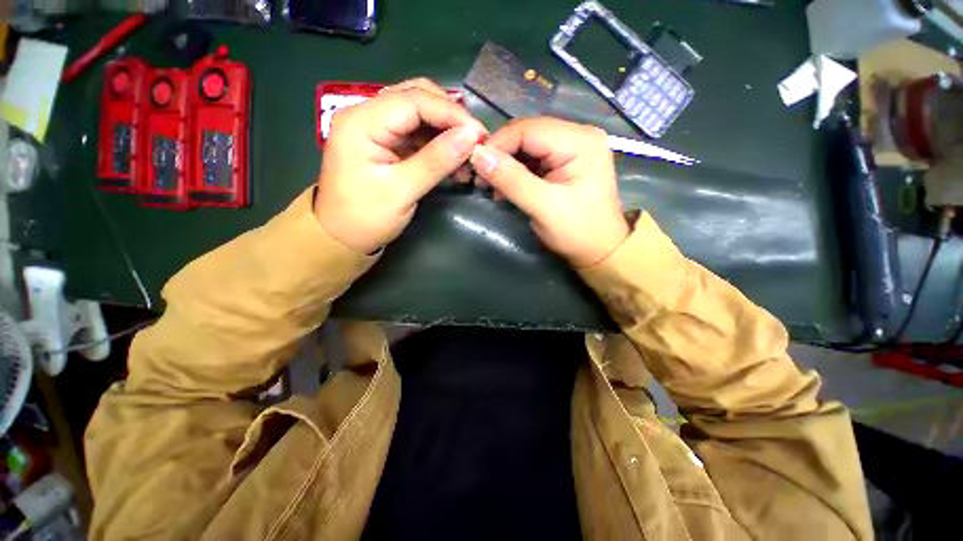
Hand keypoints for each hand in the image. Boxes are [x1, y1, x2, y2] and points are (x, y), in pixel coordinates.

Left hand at [316, 78, 486, 253]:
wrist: (341, 237)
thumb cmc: (366, 217)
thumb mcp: (402, 191)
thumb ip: (436, 160)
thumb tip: (471, 136)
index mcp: (362, 121)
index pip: (414, 100)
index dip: (451, 113)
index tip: (480, 135)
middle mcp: (367, 114)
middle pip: (417, 98)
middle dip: (451, 117)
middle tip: (476, 141)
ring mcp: (376, 128)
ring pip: (420, 115)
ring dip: (447, 132)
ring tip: (469, 155)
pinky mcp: (386, 144)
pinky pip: (418, 134)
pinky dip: (439, 145)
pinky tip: (455, 161)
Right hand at [470, 118, 628, 266]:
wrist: (600, 251)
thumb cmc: (577, 231)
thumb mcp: (543, 206)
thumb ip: (511, 179)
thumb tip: (477, 155)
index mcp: (580, 141)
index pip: (528, 129)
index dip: (498, 144)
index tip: (475, 165)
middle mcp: (578, 135)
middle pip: (528, 134)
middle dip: (501, 155)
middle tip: (481, 178)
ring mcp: (573, 148)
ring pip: (528, 146)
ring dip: (507, 165)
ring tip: (491, 187)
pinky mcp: (566, 162)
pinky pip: (534, 159)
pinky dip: (516, 172)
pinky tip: (506, 188)